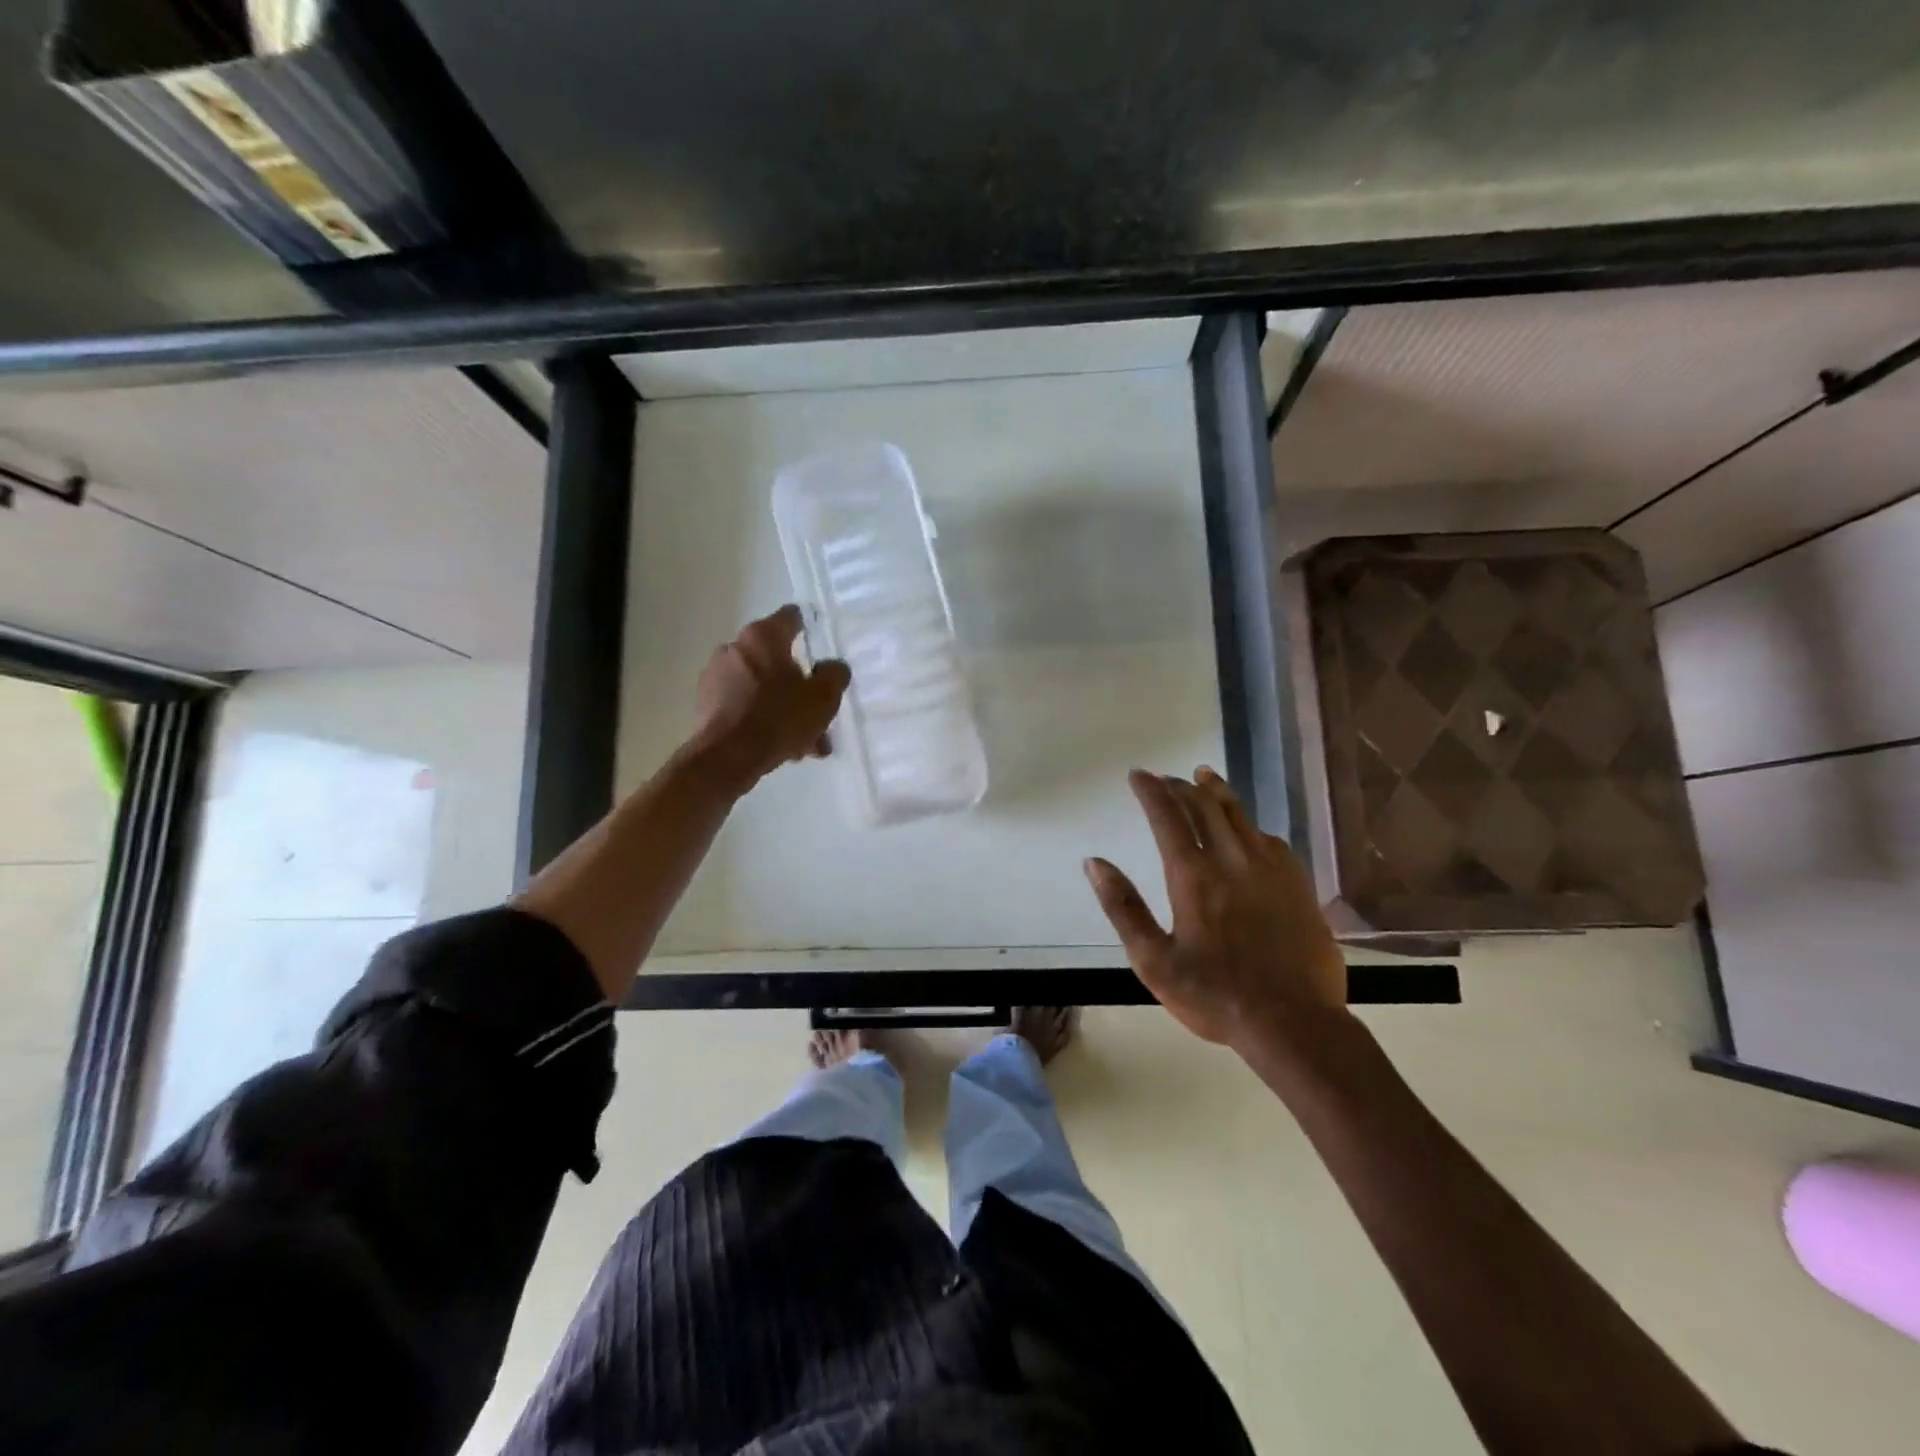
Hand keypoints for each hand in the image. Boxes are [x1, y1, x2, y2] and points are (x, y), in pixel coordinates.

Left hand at [690, 606, 849, 783]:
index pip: (790, 617)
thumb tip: (832, 667)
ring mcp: (716, 676)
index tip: (817, 641)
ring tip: (805, 742)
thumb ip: (835, 675)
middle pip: (777, 660)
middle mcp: (735, 648)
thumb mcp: (823, 697)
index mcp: (763, 637)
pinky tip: (782, 748)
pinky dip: (763, 719)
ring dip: (784, 708)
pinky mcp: (706, 703)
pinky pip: (745, 705)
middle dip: (800, 686)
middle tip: (818, 712)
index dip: (807, 627)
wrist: (726, 758)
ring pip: (762, 687)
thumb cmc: (779, 718)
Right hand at [1084, 767, 1349, 1053]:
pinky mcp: (1298, 884)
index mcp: (1193, 876)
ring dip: (1217, 792)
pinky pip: (1269, 839)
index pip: (1168, 817)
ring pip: (1240, 816)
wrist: (1294, 1022)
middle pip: (1205, 807)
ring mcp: (1270, 869)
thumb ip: (1123, 908)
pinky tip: (1248, 829)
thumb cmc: (1215, 996)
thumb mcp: (1154, 961)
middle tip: (1167, 778)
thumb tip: (1094, 863)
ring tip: (1205, 777)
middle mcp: (1232, 861)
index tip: (1138, 775)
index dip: (1151, 791)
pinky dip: (1249, 824)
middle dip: (1182, 786)